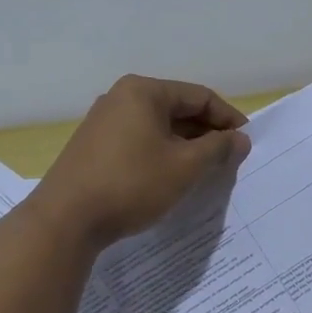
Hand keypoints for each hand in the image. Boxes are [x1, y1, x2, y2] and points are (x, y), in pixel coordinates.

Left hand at [35, 75, 249, 245]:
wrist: (65, 221)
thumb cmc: (132, 184)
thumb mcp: (185, 166)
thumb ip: (218, 148)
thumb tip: (240, 138)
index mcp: (144, 91)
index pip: (200, 96)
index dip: (228, 118)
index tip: (246, 143)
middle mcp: (121, 97)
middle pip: (178, 109)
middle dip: (207, 133)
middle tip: (229, 160)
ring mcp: (103, 122)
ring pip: (158, 127)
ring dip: (185, 146)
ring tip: (205, 171)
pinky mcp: (94, 146)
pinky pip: (139, 140)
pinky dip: (162, 154)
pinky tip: (172, 177)